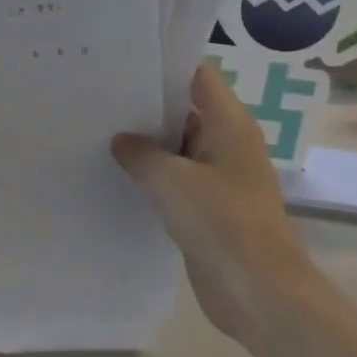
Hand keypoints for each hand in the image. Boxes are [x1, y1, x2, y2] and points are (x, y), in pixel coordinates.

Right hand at [112, 62, 315, 339]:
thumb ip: (140, 153)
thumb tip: (121, 140)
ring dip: (146, 145)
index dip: (164, 66)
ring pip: (177, 149)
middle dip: (145, 106)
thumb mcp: (170, 180)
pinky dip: (152, 177)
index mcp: (230, 125)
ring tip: (97, 132)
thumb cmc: (221, 222)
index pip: (198, 76)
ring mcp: (218, 179)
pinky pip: (176, 182)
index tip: (122, 63)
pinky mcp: (208, 210)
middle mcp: (227, 145)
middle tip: (98, 97)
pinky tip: (116, 176)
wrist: (258, 292)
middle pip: (185, 110)